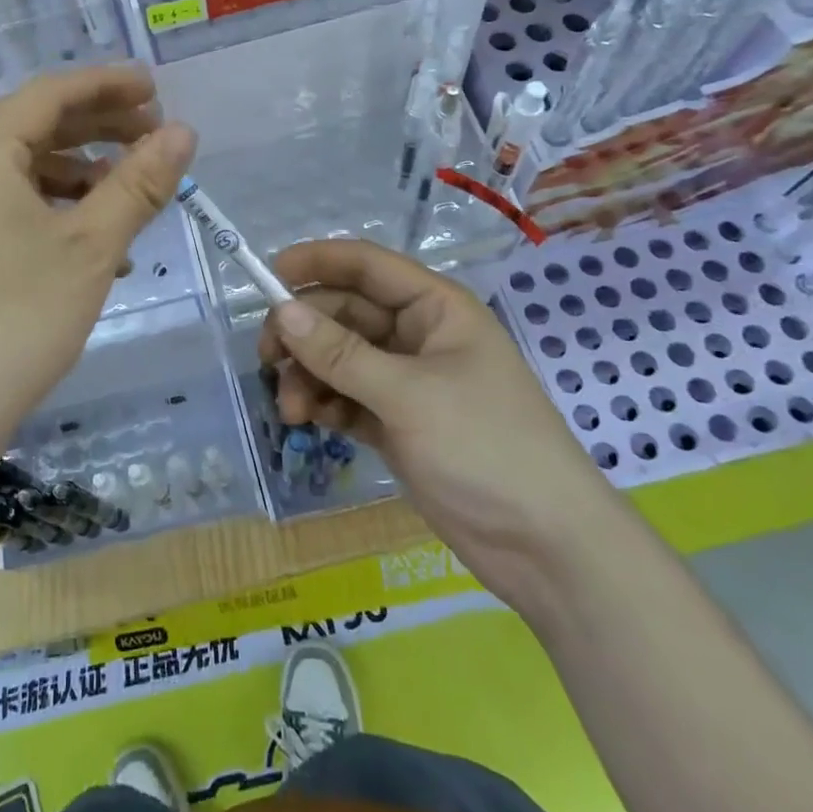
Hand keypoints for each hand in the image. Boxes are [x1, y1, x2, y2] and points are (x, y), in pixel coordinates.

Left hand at [0, 65, 195, 437]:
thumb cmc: (22, 312)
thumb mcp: (93, 243)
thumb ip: (139, 182)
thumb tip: (184, 132)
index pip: (51, 93)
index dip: (107, 84)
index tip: (157, 88)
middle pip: (41, 125)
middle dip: (102, 126)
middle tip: (156, 133)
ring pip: (34, 167)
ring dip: (88, 171)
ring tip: (136, 189)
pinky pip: (22, 203)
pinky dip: (66, 208)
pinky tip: (106, 240)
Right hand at [259, 239, 622, 610]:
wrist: (546, 548)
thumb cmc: (486, 448)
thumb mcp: (408, 395)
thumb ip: (340, 354)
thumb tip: (281, 312)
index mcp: (435, 309)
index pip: (367, 266)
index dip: (317, 262)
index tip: (266, 276)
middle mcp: (418, 336)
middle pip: (345, 314)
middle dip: (305, 334)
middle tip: (266, 359)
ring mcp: (407, 382)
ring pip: (339, 359)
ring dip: (309, 376)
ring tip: (290, 411)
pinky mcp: (397, 423)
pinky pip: (347, 397)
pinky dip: (325, 404)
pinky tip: (310, 422)